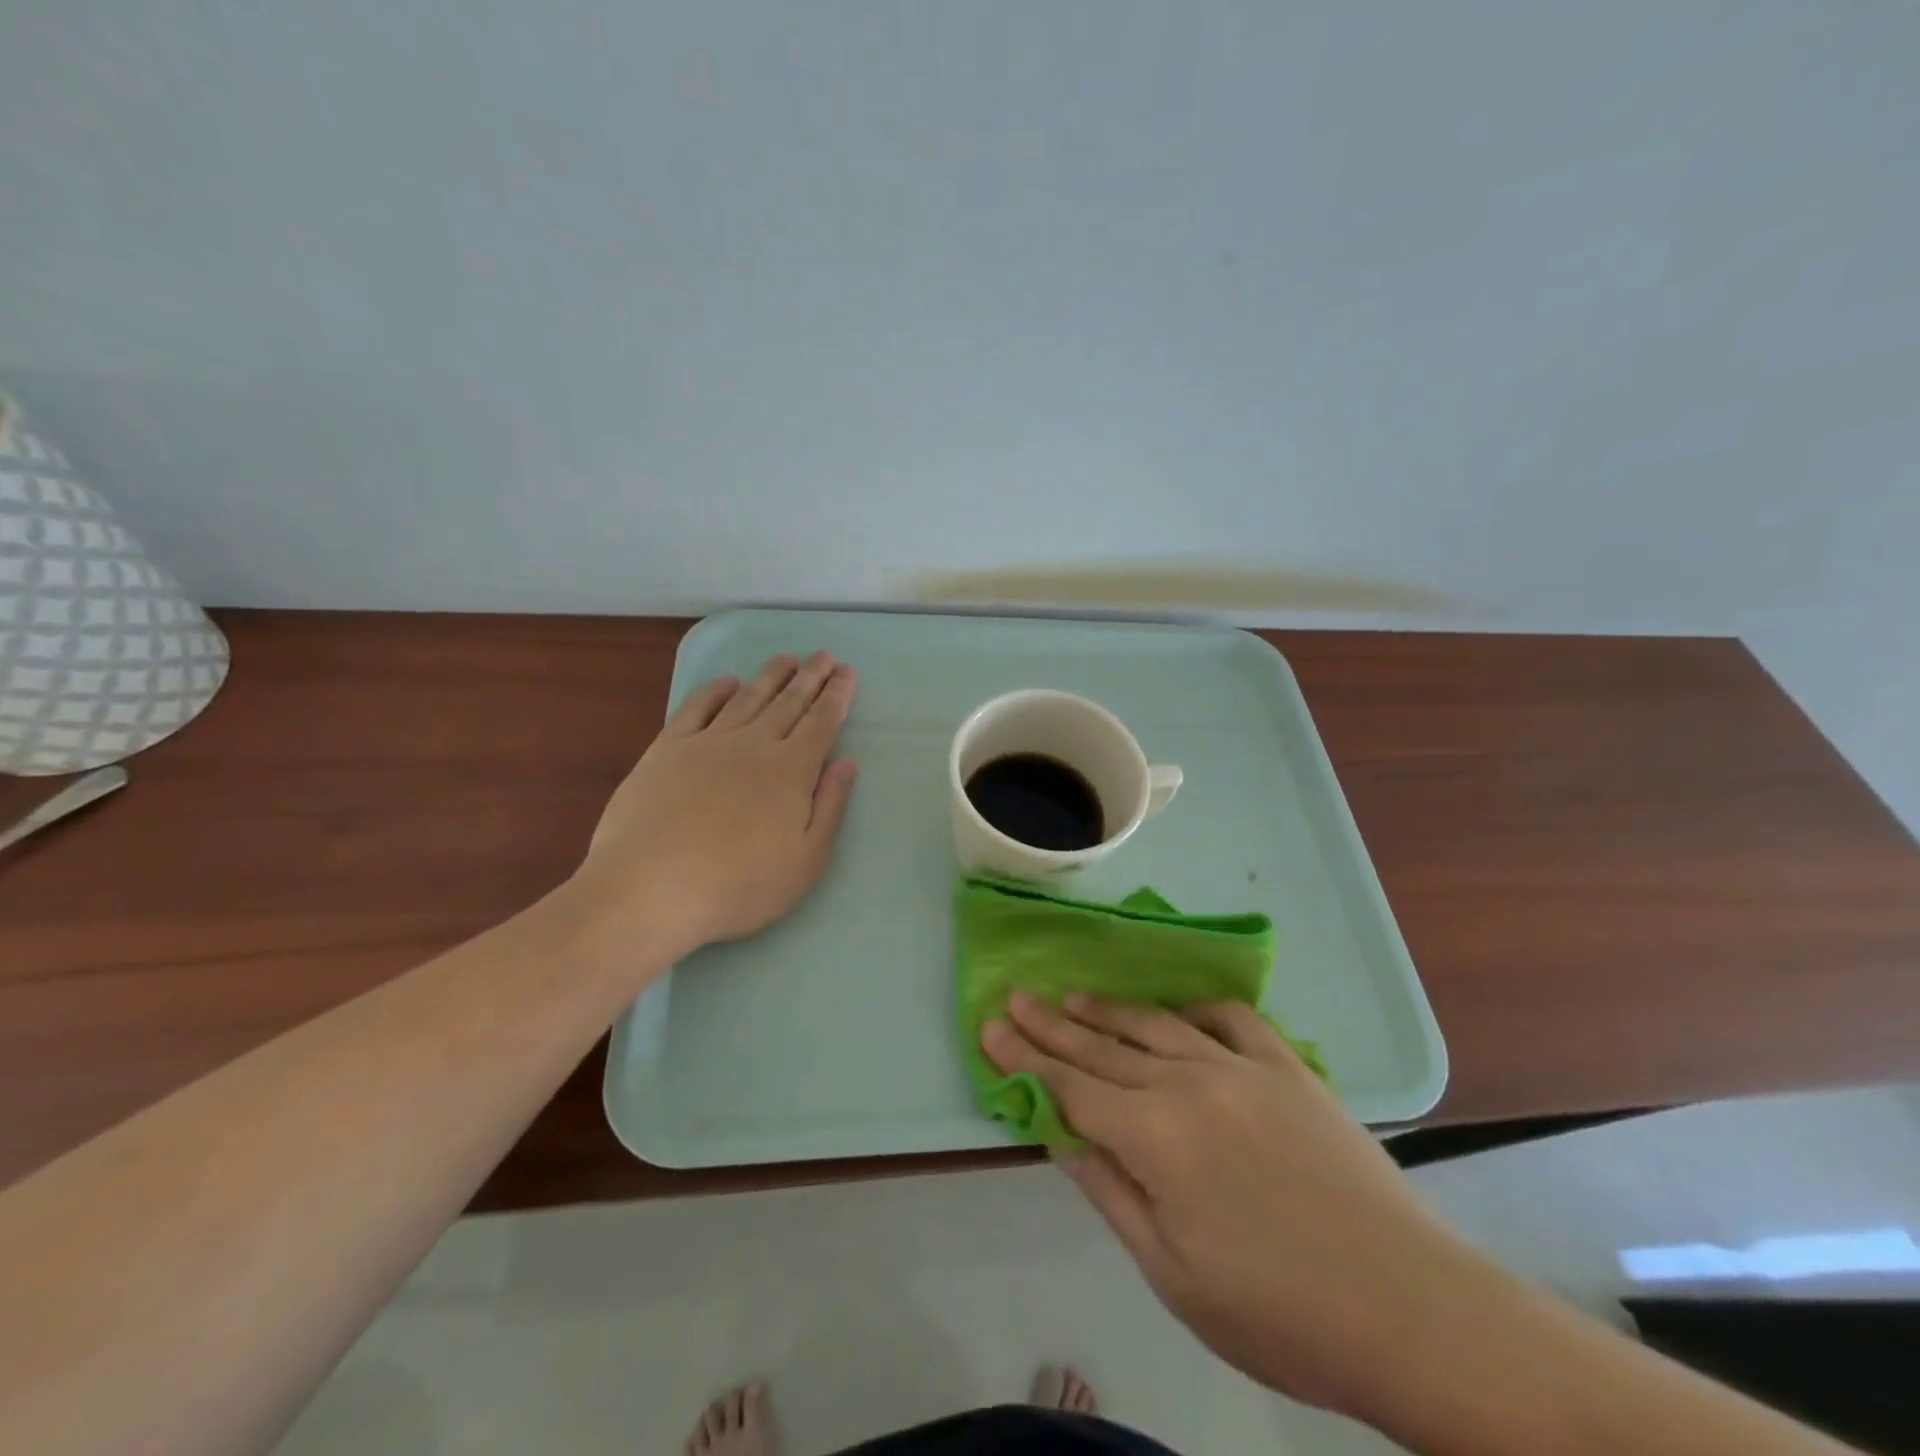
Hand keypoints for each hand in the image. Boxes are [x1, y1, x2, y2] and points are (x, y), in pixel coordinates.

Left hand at [571, 651, 858, 957]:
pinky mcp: (667, 750)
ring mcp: (708, 743)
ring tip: (786, 658)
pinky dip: (714, 690)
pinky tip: (726, 681)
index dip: (837, 697)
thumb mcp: (807, 861)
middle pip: (789, 703)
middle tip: (824, 655)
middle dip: (810, 677)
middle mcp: (754, 746)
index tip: (847, 673)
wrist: (650, 890)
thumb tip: (848, 763)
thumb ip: (830, 807)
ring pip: (747, 699)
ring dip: (770, 676)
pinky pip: (696, 708)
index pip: (822, 724)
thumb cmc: (739, 885)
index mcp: (791, 771)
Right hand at [982, 993, 1497, 1421]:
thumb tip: (1059, 1134)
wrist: (1411, 1309)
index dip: (1026, 1058)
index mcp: (1155, 1135)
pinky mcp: (1288, 1067)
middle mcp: (1189, 1082)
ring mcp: (1242, 1067)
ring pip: (1156, 1025)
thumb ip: (1110, 1190)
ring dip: (1109, 1010)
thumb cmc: (1279, 1312)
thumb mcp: (1172, 1272)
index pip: (1070, 1086)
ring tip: (1073, 996)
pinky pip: (1230, 1019)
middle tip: (1016, 997)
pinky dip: (1195, 1009)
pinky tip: (1177, 1011)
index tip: (990, 1026)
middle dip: (1053, 1024)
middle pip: (1104, 1048)